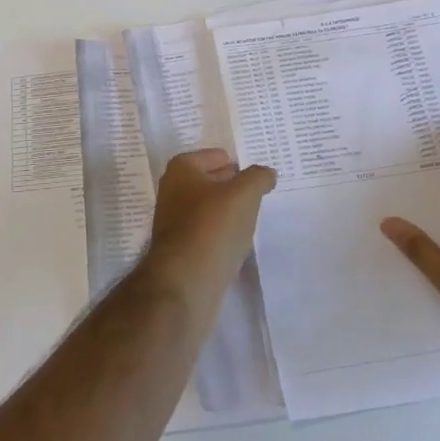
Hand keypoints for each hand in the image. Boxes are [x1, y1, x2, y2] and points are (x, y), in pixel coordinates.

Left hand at [141, 149, 276, 303]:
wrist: (184, 284)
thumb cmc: (212, 228)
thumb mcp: (244, 194)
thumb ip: (258, 177)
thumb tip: (266, 173)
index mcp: (182, 170)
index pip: (216, 156)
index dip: (238, 163)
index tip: (258, 175)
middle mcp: (173, 191)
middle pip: (211, 181)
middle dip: (233, 186)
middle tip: (260, 193)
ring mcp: (175, 222)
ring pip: (210, 209)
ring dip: (229, 212)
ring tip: (253, 217)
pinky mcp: (181, 250)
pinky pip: (208, 233)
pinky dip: (222, 234)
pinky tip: (239, 242)